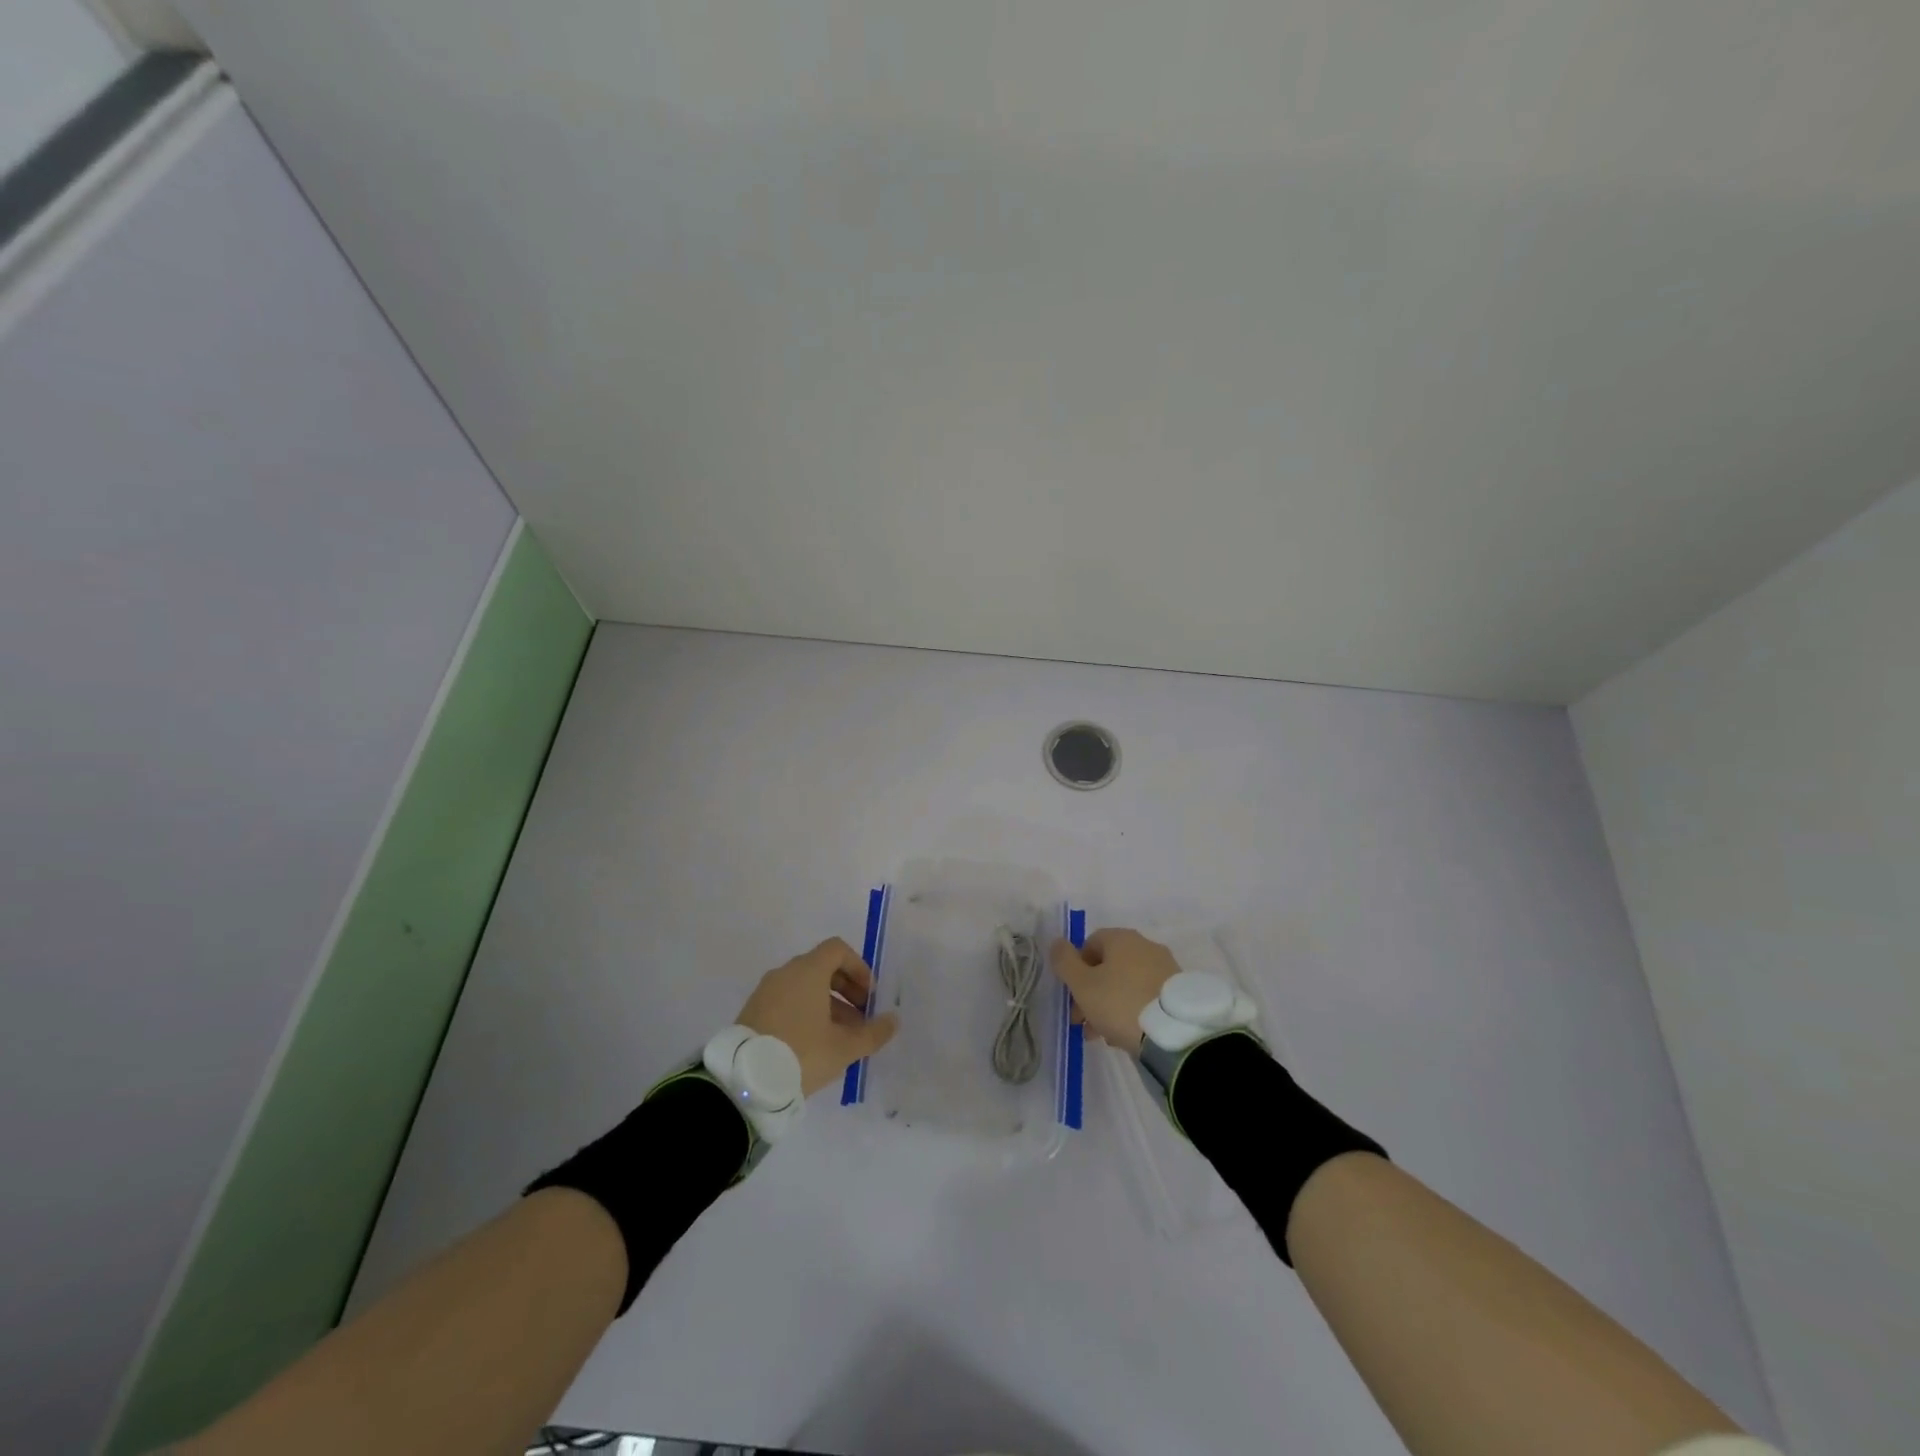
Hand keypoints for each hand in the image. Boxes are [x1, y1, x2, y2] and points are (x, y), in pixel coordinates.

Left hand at [738, 938, 898, 1096]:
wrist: (744, 1081)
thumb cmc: (801, 1053)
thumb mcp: (844, 1047)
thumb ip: (873, 1032)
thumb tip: (893, 1020)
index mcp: (807, 971)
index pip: (838, 950)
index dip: (859, 968)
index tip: (869, 996)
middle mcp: (785, 973)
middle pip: (822, 968)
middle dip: (846, 990)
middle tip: (861, 1019)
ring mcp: (766, 992)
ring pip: (804, 988)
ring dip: (828, 1005)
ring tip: (841, 1038)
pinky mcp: (752, 1012)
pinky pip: (787, 1001)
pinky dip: (805, 1012)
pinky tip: (814, 1044)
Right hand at [1048, 928, 1181, 1057]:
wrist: (1174, 1032)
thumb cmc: (1120, 1003)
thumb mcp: (1083, 985)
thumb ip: (1065, 962)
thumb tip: (1057, 942)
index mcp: (1121, 938)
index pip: (1090, 944)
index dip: (1076, 970)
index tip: (1072, 996)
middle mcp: (1145, 946)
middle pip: (1109, 967)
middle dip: (1092, 993)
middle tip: (1083, 1023)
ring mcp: (1165, 968)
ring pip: (1127, 984)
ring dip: (1110, 1005)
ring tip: (1104, 1036)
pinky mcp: (1178, 991)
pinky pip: (1146, 996)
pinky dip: (1132, 1010)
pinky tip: (1127, 1035)